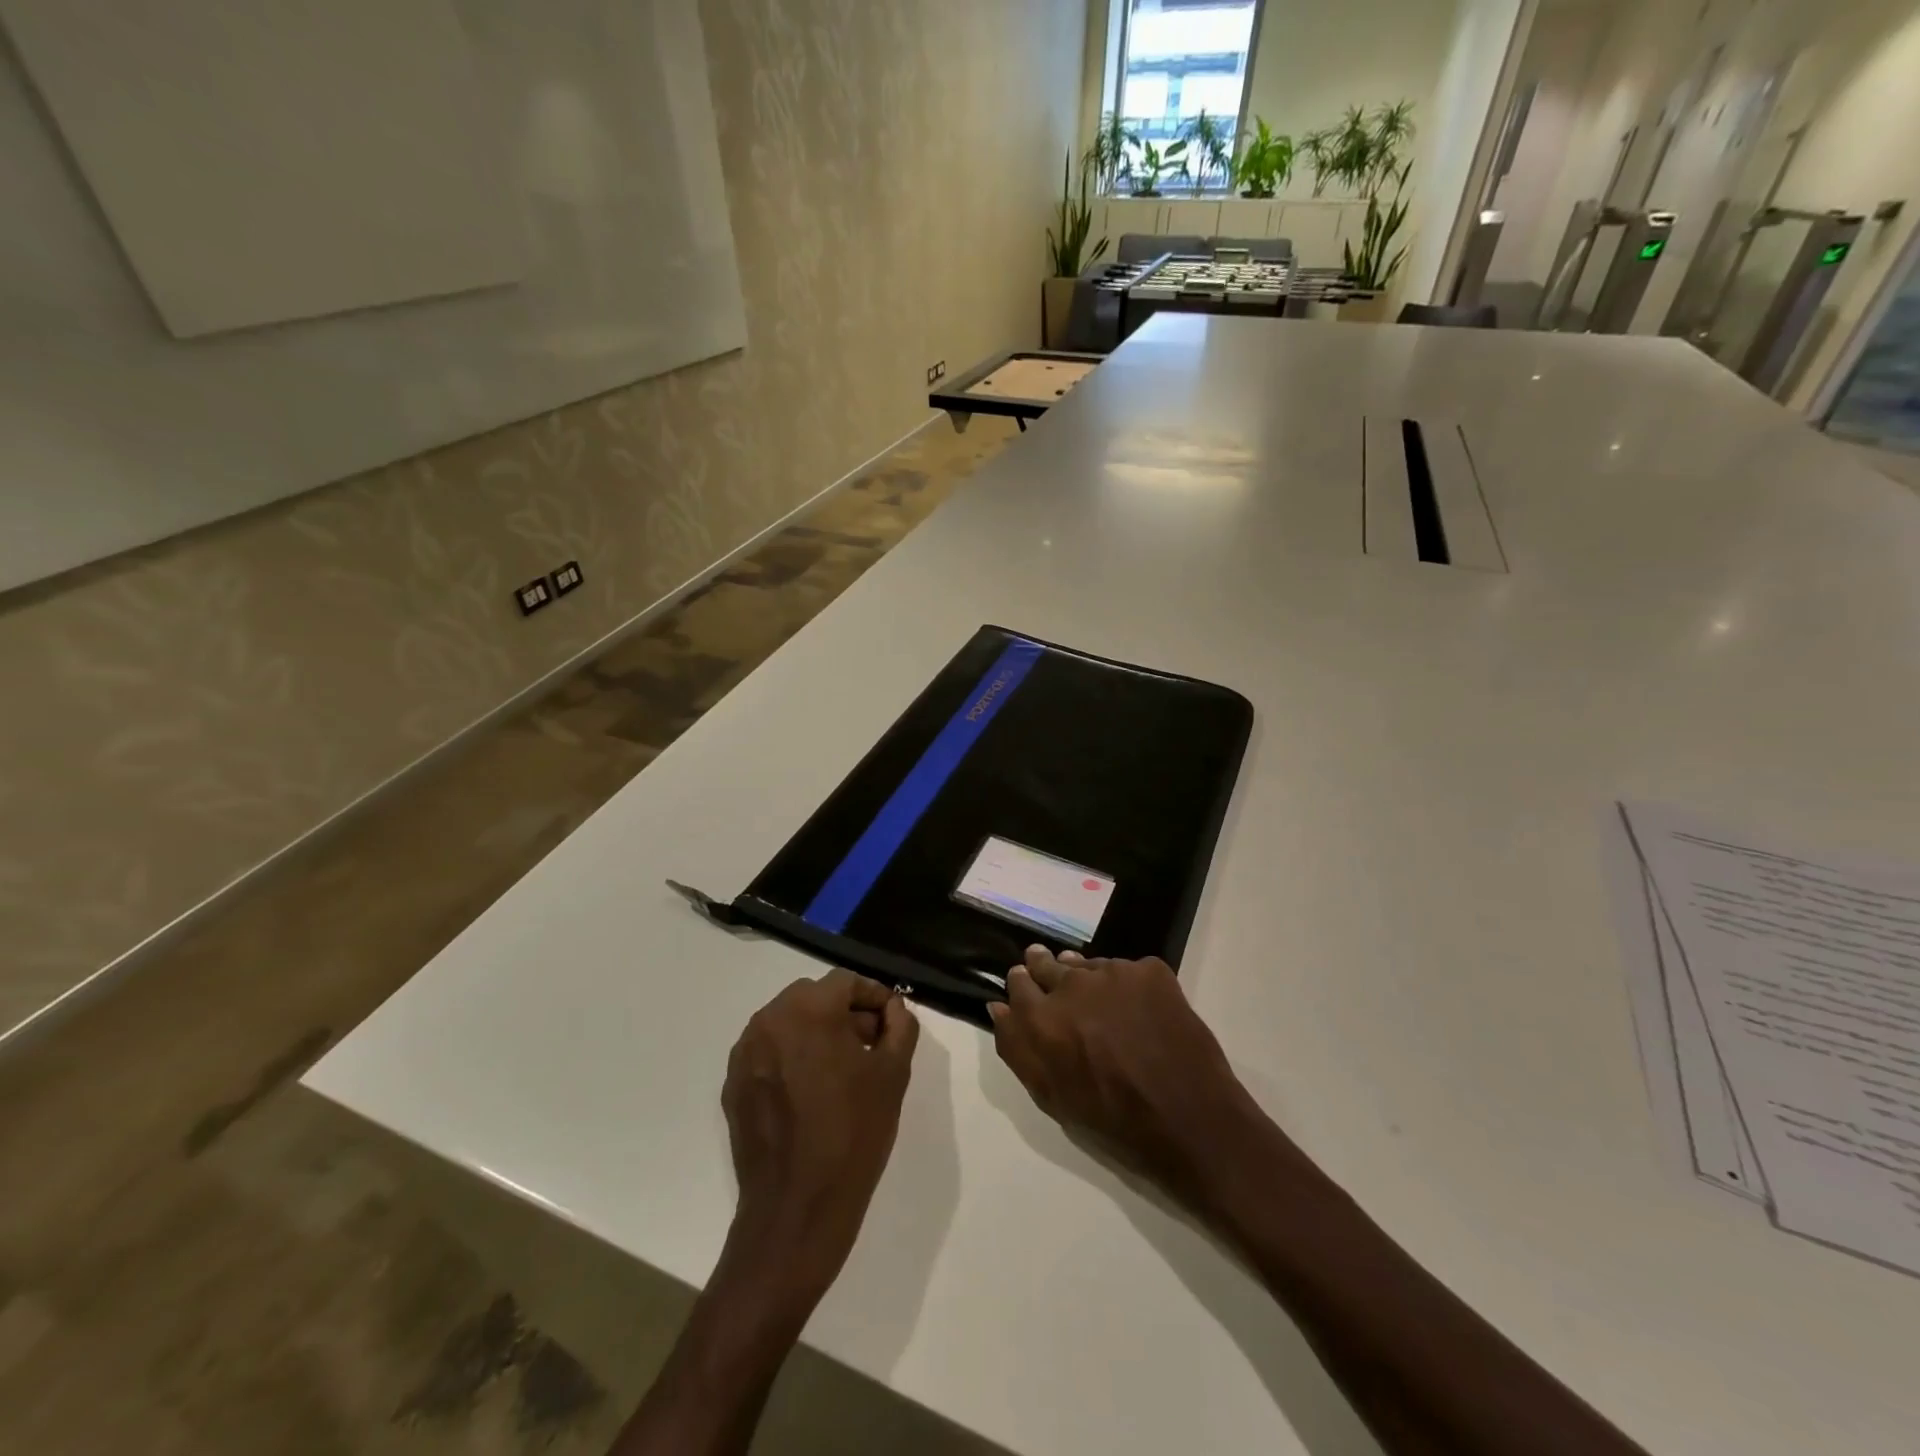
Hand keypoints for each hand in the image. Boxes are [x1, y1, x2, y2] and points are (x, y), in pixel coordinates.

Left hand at [721, 969, 919, 1301]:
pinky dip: (792, 1058)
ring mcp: (745, 1053)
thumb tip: (893, 1009)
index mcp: (808, 1010)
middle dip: (845, 1013)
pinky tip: (812, 1093)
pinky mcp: (734, 1084)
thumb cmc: (853, 1134)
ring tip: (843, 1070)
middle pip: (814, 997)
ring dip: (817, 1033)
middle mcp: (769, 1020)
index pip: (846, 981)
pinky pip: (769, 1052)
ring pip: (789, 1023)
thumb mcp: (893, 1074)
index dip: (874, 996)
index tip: (892, 1020)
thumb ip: (900, 1027)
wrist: (797, 1209)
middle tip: (871, 1045)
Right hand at [989, 947, 1263, 1204]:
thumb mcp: (1052, 1097)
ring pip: (1088, 966)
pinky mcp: (1151, 971)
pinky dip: (1126, 986)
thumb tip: (998, 1007)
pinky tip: (1138, 1012)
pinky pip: (1127, 970)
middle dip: (1046, 970)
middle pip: (1049, 964)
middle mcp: (1074, 985)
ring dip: (1086, 978)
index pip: (1019, 982)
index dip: (1023, 984)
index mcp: (1044, 1019)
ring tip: (1099, 1002)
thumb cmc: (1115, 1122)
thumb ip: (1017, 1048)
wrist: (1192, 1122)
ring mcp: (1116, 973)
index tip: (1027, 987)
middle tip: (1058, 985)